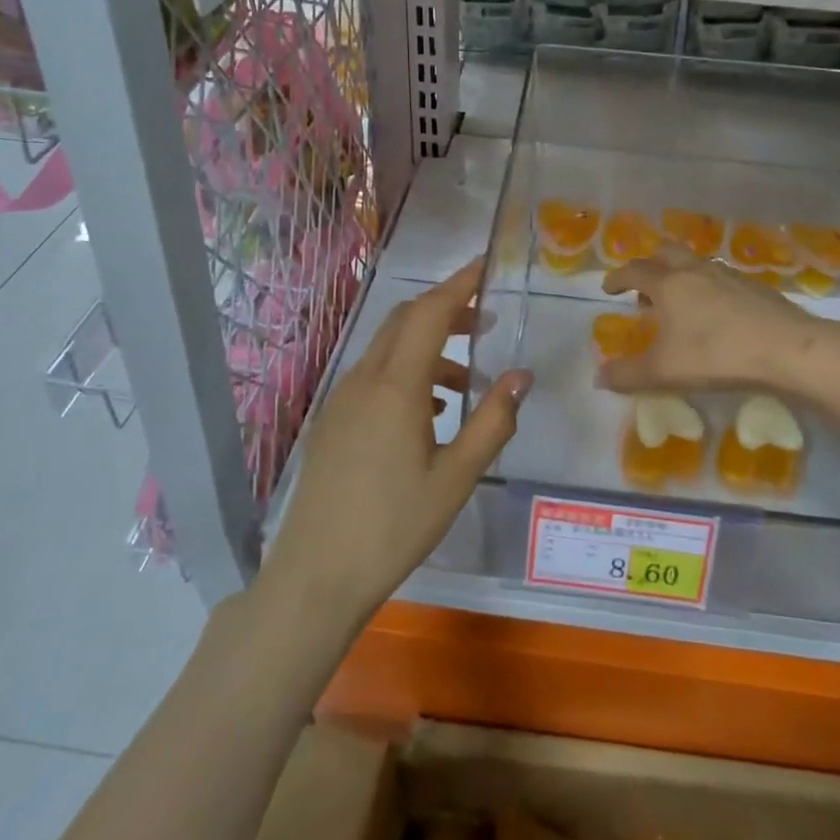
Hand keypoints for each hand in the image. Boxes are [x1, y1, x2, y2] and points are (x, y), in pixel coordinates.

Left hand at [265, 261, 531, 623]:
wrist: (317, 574)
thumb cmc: (395, 526)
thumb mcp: (457, 477)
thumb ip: (493, 421)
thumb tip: (522, 376)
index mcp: (397, 386)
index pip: (430, 314)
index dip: (459, 284)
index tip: (485, 266)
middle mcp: (364, 380)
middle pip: (405, 321)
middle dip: (446, 310)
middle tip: (486, 320)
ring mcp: (342, 399)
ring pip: (388, 349)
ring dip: (428, 347)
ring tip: (467, 382)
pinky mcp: (332, 420)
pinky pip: (374, 376)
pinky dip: (406, 373)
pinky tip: (429, 413)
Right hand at [597, 245, 839, 395]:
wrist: (787, 349)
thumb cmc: (716, 356)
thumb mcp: (664, 373)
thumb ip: (627, 375)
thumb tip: (598, 378)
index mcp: (668, 284)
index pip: (634, 271)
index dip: (617, 278)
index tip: (608, 288)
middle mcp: (695, 270)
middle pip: (665, 253)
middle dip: (649, 265)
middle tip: (644, 288)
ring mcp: (728, 275)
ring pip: (695, 263)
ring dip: (679, 274)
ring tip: (679, 301)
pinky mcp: (754, 286)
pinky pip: (720, 277)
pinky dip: (707, 287)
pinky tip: (716, 312)